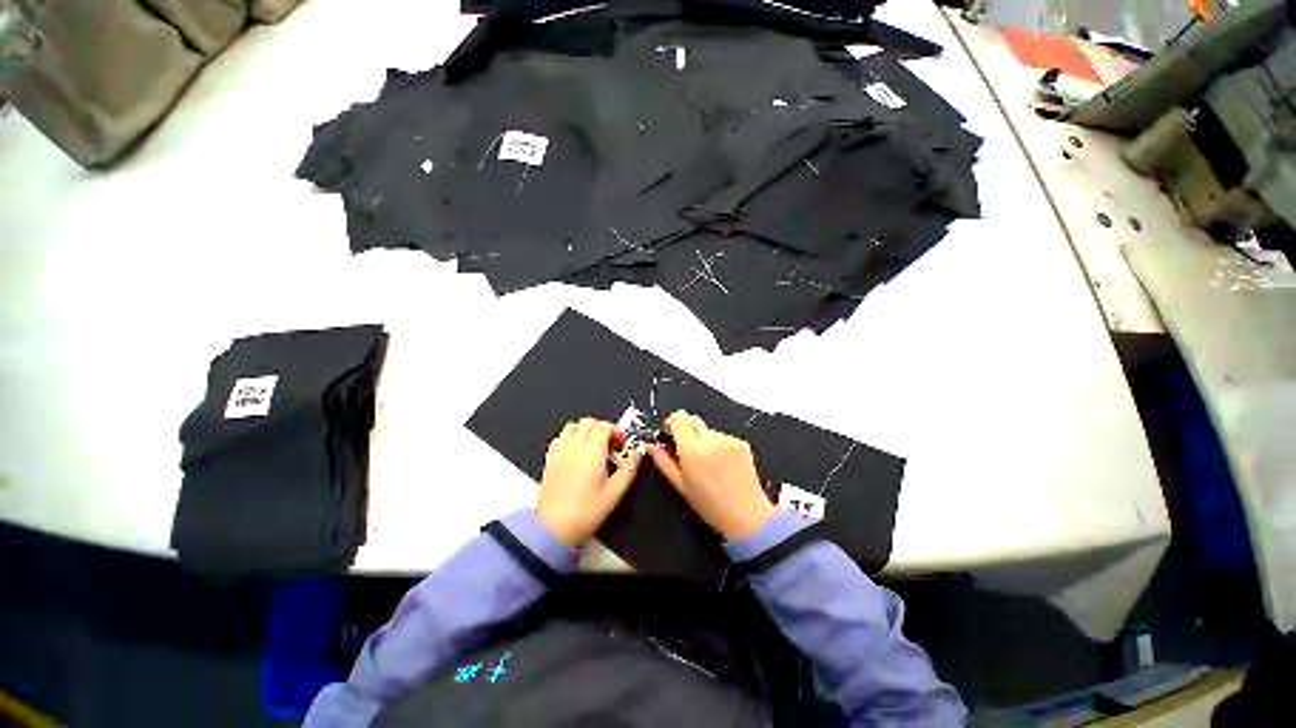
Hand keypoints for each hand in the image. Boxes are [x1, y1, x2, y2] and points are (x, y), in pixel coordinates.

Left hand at [536, 417, 642, 545]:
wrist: (553, 529)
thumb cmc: (585, 513)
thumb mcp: (614, 493)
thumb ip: (628, 470)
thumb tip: (637, 455)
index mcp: (591, 453)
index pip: (604, 427)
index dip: (616, 431)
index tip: (621, 444)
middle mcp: (574, 447)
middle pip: (588, 422)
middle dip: (602, 428)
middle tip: (609, 444)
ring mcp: (559, 451)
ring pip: (573, 425)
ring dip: (585, 430)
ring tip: (593, 446)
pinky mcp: (549, 459)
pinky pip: (560, 437)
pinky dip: (570, 437)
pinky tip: (576, 452)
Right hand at [650, 411, 777, 540]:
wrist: (747, 516)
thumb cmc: (710, 506)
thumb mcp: (681, 487)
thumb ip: (664, 463)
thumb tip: (651, 446)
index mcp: (692, 450)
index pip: (679, 418)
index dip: (672, 422)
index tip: (670, 433)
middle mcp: (710, 439)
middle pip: (693, 420)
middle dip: (687, 430)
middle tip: (687, 450)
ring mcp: (728, 439)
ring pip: (708, 430)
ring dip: (704, 440)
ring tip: (709, 464)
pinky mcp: (742, 443)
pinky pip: (723, 437)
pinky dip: (719, 446)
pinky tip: (723, 466)